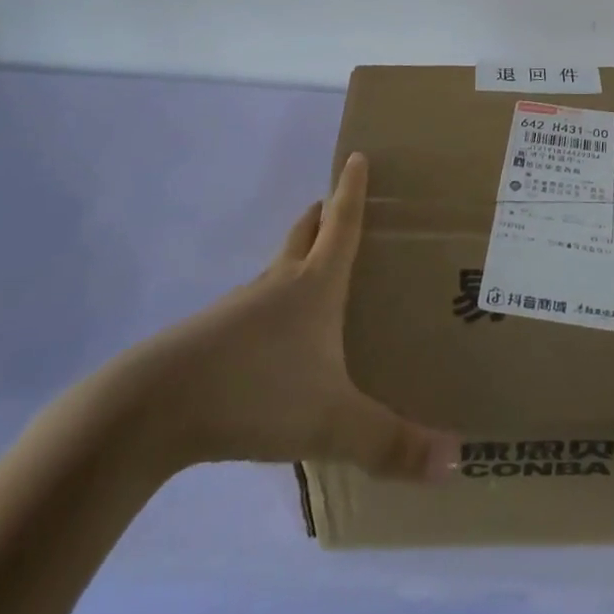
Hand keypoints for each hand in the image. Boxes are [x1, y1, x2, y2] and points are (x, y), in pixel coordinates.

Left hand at [104, 153, 459, 482]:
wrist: (156, 407)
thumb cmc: (256, 390)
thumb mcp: (331, 421)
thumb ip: (391, 443)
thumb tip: (457, 458)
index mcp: (313, 285)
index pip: (341, 224)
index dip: (352, 190)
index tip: (356, 155)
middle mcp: (279, 285)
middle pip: (302, 235)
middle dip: (320, 216)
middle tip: (333, 205)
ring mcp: (240, 309)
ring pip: (275, 271)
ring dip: (294, 260)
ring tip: (311, 275)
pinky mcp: (212, 338)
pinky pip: (252, 309)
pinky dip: (270, 306)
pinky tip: (273, 343)